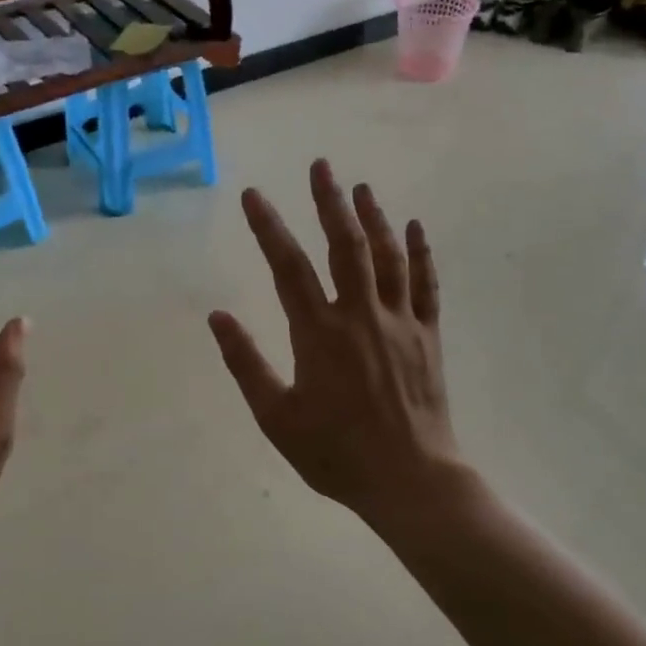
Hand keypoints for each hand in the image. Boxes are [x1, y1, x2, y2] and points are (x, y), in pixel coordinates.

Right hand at [208, 160, 458, 522]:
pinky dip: (421, 253)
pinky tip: (415, 227)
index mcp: (319, 333)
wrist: (409, 479)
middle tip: (321, 165)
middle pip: (345, 246)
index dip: (268, 227)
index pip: (288, 267)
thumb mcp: (276, 417)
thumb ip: (246, 363)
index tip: (253, 195)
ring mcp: (400, 322)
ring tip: (360, 187)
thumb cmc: (336, 453)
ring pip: (387, 257)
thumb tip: (217, 317)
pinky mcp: (428, 336)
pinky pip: (426, 285)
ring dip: (374, 218)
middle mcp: (360, 315)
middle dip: (329, 202)